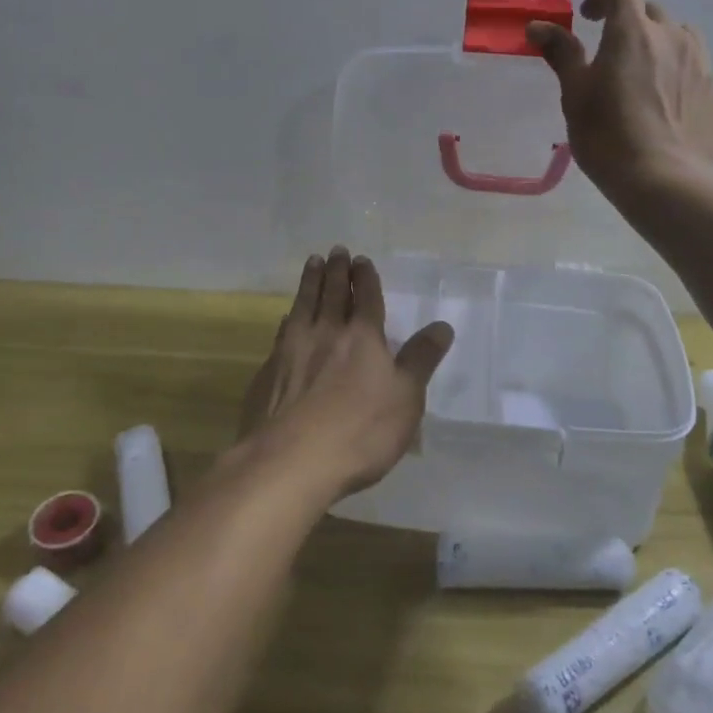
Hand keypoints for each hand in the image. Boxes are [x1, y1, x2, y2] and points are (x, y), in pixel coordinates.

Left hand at [237, 248, 454, 498]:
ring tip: (312, 263)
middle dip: (336, 270)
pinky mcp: (269, 371)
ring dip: (310, 282)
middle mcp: (326, 333)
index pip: (365, 297)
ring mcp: (292, 349)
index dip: (364, 277)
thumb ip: (421, 359)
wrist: (289, 461)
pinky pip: (282, 331)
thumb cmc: (359, 430)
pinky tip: (287, 317)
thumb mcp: (406, 398)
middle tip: (335, 251)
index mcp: (363, 337)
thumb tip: (443, 325)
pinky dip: (288, 317)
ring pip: (304, 305)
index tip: (360, 260)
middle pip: (332, 293)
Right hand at [527, 0, 712, 197]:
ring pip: (680, 36)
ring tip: (644, 78)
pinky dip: (679, 74)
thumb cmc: (609, 137)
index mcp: (632, 31)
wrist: (667, 182)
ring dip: (659, 44)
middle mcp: (672, 36)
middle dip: (629, 23)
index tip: (589, 20)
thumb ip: (561, 53)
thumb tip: (538, 26)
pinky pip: (696, 69)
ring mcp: (701, 63)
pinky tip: (666, 108)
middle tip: (611, 58)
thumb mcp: (575, 95)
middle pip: (651, 10)